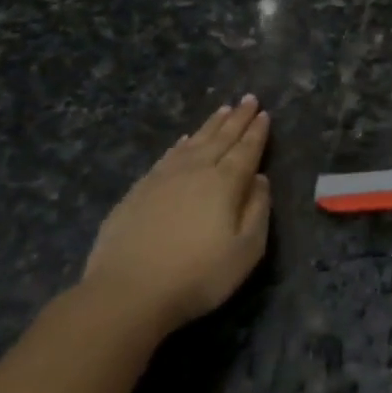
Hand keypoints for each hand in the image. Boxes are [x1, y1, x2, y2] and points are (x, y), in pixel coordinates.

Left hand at [81, 96, 271, 332]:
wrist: (127, 293)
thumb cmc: (197, 276)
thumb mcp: (246, 251)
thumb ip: (258, 211)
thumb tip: (260, 179)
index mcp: (225, 183)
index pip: (246, 150)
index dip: (257, 132)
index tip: (264, 113)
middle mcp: (196, 171)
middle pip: (221, 138)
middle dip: (237, 118)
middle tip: (249, 98)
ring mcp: (163, 178)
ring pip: (194, 142)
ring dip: (211, 125)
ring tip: (223, 109)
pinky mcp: (138, 191)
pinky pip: (167, 156)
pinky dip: (180, 144)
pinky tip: (184, 139)